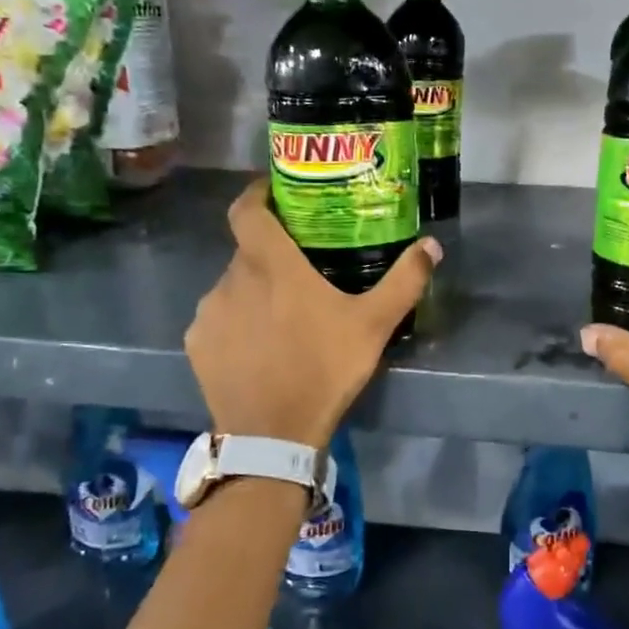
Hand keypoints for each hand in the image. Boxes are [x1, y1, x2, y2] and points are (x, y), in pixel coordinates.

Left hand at [187, 178, 439, 447]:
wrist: (273, 435)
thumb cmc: (324, 369)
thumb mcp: (374, 325)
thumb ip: (404, 280)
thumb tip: (432, 245)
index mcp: (271, 265)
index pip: (247, 210)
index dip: (256, 194)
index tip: (273, 193)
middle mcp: (231, 279)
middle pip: (247, 251)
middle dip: (271, 254)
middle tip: (301, 270)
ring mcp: (208, 313)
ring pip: (232, 286)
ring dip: (253, 291)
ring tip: (282, 315)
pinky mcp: (196, 344)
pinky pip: (217, 319)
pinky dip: (236, 322)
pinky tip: (258, 346)